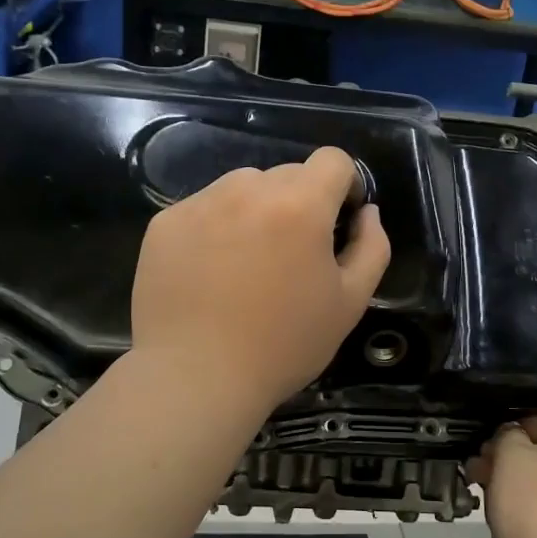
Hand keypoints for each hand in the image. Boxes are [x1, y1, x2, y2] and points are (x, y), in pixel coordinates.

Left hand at [131, 147, 391, 412]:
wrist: (195, 377)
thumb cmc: (283, 345)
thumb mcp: (350, 303)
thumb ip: (371, 247)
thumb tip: (367, 212)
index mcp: (300, 204)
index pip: (333, 160)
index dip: (344, 186)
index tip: (338, 221)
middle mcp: (248, 189)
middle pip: (287, 174)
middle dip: (299, 203)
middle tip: (291, 256)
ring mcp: (200, 202)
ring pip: (243, 187)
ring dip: (256, 210)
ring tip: (247, 263)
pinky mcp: (165, 222)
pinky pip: (204, 208)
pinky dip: (216, 227)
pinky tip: (211, 272)